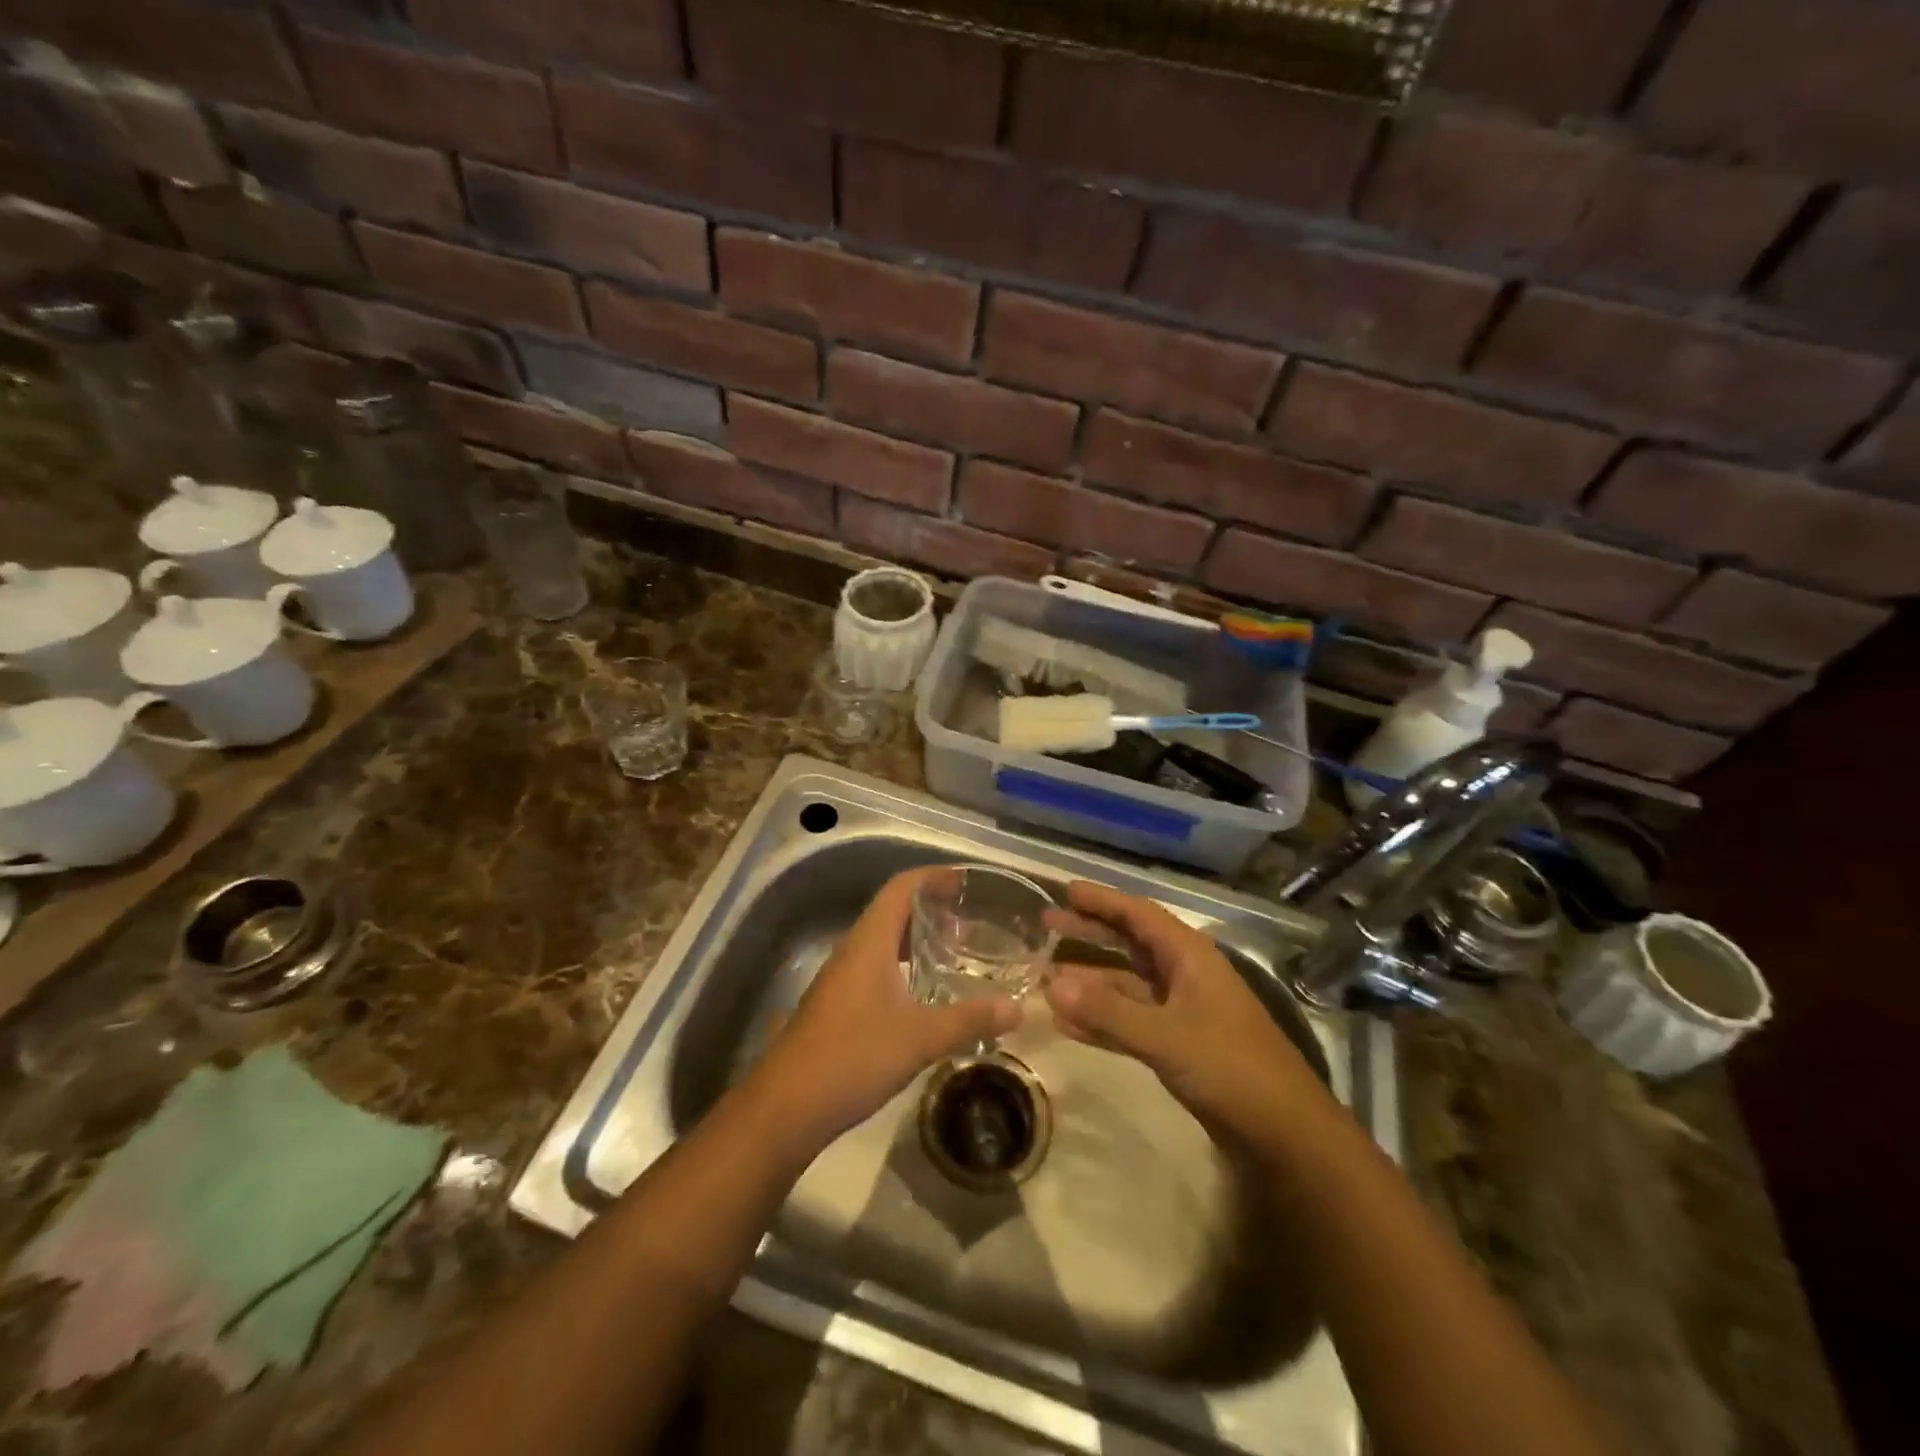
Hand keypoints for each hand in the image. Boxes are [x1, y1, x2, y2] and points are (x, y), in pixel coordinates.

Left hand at [749, 868, 1020, 1150]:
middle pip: (893, 910)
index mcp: (870, 942)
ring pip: (884, 941)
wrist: (786, 1106)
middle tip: (971, 920)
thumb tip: (1018, 1008)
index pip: (901, 887)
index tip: (966, 882)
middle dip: (932, 908)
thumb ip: (969, 1019)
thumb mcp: (919, 1038)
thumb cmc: (853, 1057)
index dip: (933, 877)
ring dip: (918, 938)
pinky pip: (877, 966)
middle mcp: (854, 950)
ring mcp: (842, 978)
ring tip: (956, 951)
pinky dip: (905, 965)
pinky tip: (926, 994)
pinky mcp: (839, 1004)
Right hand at [1045, 881, 1330, 1143]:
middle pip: (1129, 943)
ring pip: (1126, 985)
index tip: (1065, 891)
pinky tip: (1067, 1024)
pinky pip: (1130, 1021)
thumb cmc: (1230, 1067)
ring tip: (1045, 977)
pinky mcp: (1179, 1044)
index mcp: (1189, 956)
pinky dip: (1101, 1019)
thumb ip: (1107, 1012)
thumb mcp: (1165, 1036)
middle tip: (1046, 924)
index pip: (1138, 914)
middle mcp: (1184, 975)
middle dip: (1090, 933)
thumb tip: (1050, 985)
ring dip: (1089, 982)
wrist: (1285, 1132)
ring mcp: (1182, 1011)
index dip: (1102, 900)